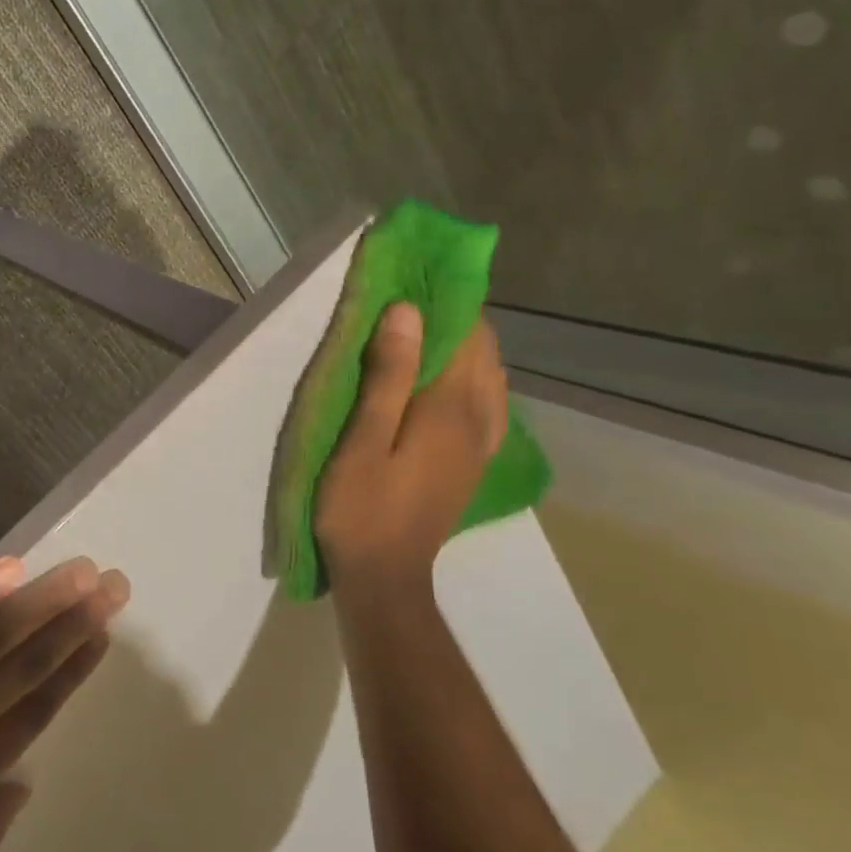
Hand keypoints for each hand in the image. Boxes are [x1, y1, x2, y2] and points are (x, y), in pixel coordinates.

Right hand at [314, 305, 507, 585]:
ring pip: (490, 377)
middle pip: (483, 353)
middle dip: (457, 318)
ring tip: (429, 330)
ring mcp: (482, 445)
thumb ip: (388, 377)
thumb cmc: (360, 509)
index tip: (418, 274)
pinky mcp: (474, 462)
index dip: (447, 300)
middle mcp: (479, 421)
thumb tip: (409, 312)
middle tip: (415, 297)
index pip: (464, 336)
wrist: (384, 577)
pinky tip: (452, 380)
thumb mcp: (362, 442)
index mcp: (450, 410)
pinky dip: (474, 378)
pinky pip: (489, 404)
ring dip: (467, 346)